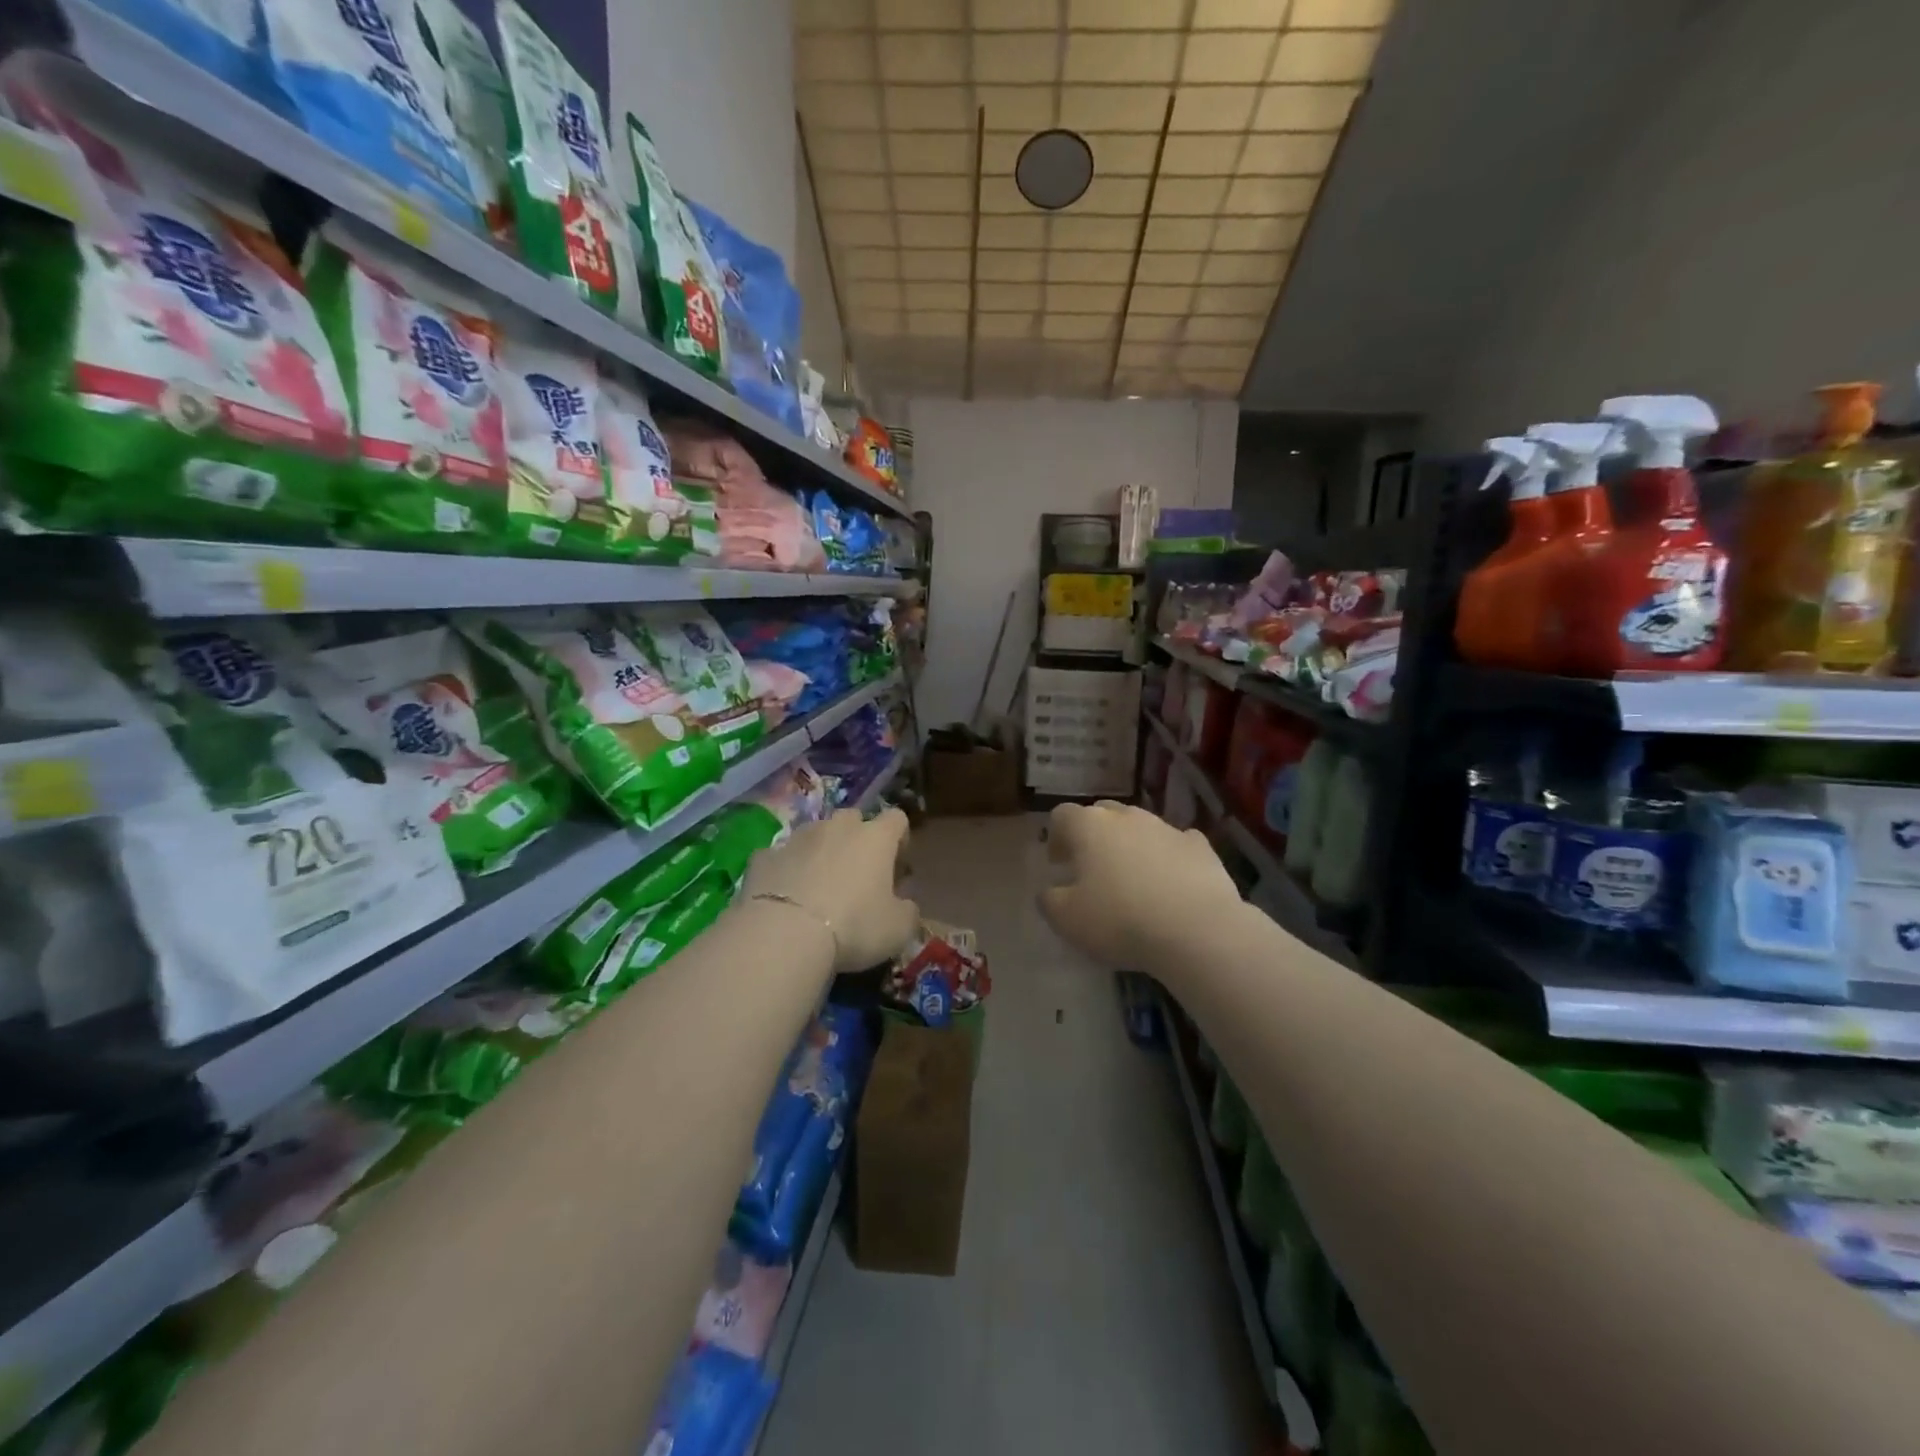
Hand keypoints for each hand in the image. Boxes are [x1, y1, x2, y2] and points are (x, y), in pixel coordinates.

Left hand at [744, 807, 919, 974]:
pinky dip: (786, 869)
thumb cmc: (854, 926)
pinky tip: (784, 895)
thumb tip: (904, 904)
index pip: (897, 819)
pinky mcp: (764, 856)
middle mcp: (837, 827)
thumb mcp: (899, 928)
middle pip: (854, 818)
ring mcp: (797, 838)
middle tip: (858, 875)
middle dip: (857, 839)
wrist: (784, 934)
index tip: (897, 866)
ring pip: (815, 833)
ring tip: (818, 886)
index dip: (900, 839)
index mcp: (876, 838)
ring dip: (821, 852)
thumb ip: (908, 910)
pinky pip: (780, 856)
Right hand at [1038, 800, 1244, 970]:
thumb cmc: (1120, 920)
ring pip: (1141, 826)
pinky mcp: (1201, 846)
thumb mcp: (1067, 920)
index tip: (1059, 863)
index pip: (1062, 815)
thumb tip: (1049, 891)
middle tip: (1092, 867)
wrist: (1197, 930)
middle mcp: (1127, 817)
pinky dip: (1169, 857)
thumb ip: (1050, 901)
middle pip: (1103, 813)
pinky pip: (1177, 843)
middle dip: (1094, 834)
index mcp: (1089, 826)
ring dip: (1132, 845)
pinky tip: (1171, 882)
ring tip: (1133, 879)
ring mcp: (1167, 827)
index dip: (1057, 836)